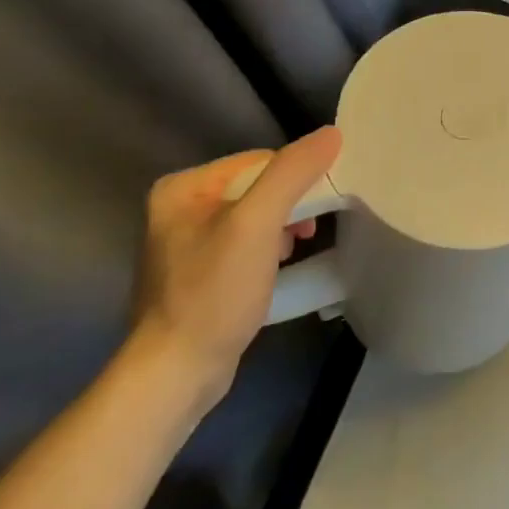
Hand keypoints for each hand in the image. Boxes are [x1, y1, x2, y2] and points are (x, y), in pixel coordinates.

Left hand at [128, 126, 341, 409]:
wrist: (176, 375)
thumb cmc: (214, 294)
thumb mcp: (258, 225)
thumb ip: (292, 173)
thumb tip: (331, 133)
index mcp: (183, 187)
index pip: (259, 161)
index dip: (294, 181)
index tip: (311, 214)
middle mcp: (178, 207)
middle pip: (258, 187)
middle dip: (288, 208)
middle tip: (303, 236)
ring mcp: (185, 242)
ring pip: (254, 215)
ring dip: (280, 230)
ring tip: (289, 255)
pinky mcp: (196, 273)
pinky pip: (244, 243)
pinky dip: (266, 251)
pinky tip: (273, 272)